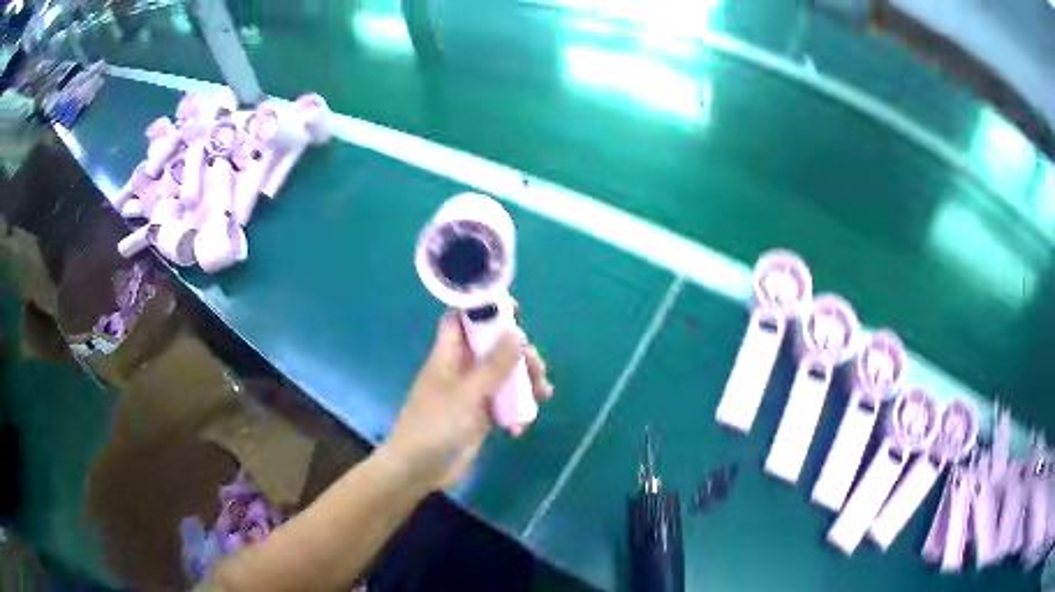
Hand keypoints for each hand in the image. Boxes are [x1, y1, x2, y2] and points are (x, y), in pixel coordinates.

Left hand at [382, 311, 552, 491]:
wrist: (419, 470)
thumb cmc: (435, 426)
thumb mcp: (468, 394)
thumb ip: (493, 365)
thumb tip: (517, 332)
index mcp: (448, 355)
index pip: (463, 319)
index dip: (485, 309)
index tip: (516, 310)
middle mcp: (461, 369)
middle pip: (494, 347)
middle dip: (519, 354)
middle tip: (538, 369)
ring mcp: (472, 392)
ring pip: (504, 375)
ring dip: (525, 383)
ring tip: (542, 396)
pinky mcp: (480, 415)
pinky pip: (505, 402)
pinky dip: (516, 410)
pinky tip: (519, 428)